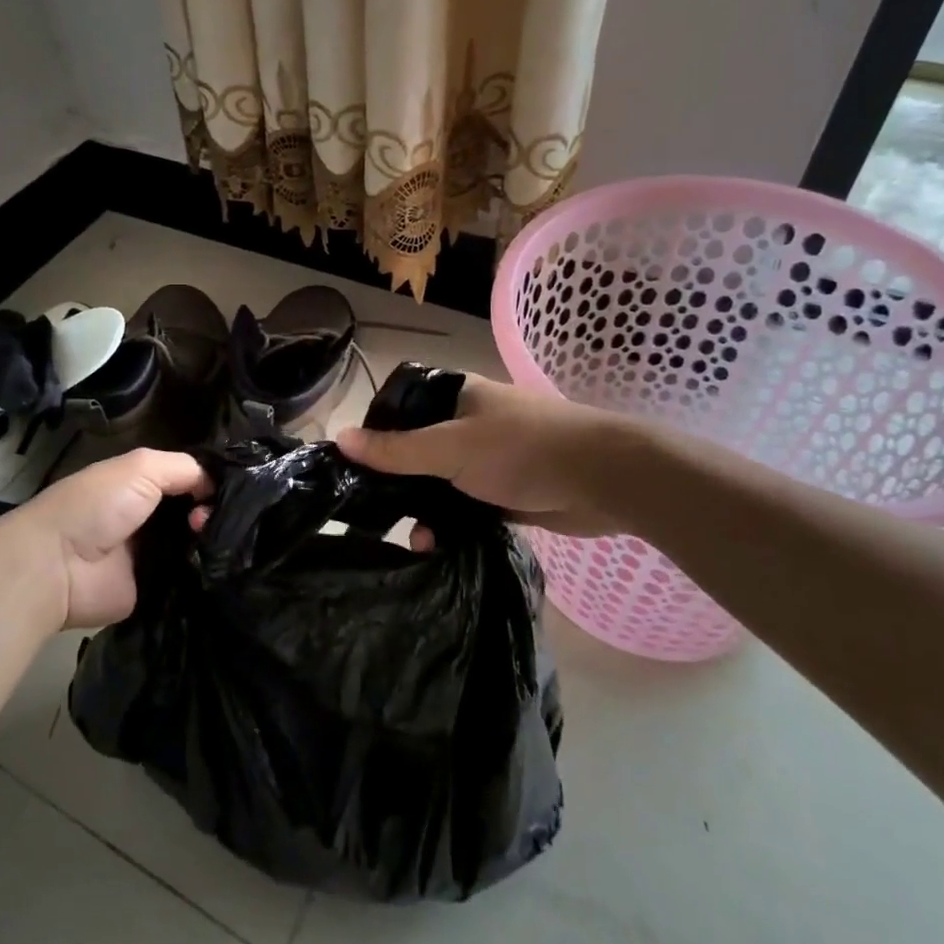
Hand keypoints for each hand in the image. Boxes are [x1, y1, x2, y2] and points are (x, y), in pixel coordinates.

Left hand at [0, 448, 208, 630]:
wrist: (57, 566)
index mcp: (142, 485)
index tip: (231, 492)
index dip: (211, 483)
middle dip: (215, 513)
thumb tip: (216, 484)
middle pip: (196, 512)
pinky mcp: (154, 589)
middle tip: (221, 521)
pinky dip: (205, 573)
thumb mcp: (141, 467)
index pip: (189, 480)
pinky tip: (224, 566)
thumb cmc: (95, 506)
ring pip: (196, 545)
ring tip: (223, 542)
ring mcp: (153, 555)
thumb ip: (184, 468)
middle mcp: (150, 518)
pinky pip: (188, 578)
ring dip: (213, 542)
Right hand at [334, 373, 648, 539]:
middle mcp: (470, 424)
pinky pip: (466, 506)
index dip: (377, 431)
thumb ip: (397, 450)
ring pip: (441, 483)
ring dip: (424, 509)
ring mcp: (489, 459)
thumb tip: (339, 438)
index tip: (354, 465)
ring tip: (414, 540)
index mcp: (457, 397)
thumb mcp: (451, 448)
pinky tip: (436, 546)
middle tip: (374, 511)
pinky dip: (451, 523)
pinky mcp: (506, 491)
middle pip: (418, 449)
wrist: (604, 480)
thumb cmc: (522, 449)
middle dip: (398, 482)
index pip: (402, 406)